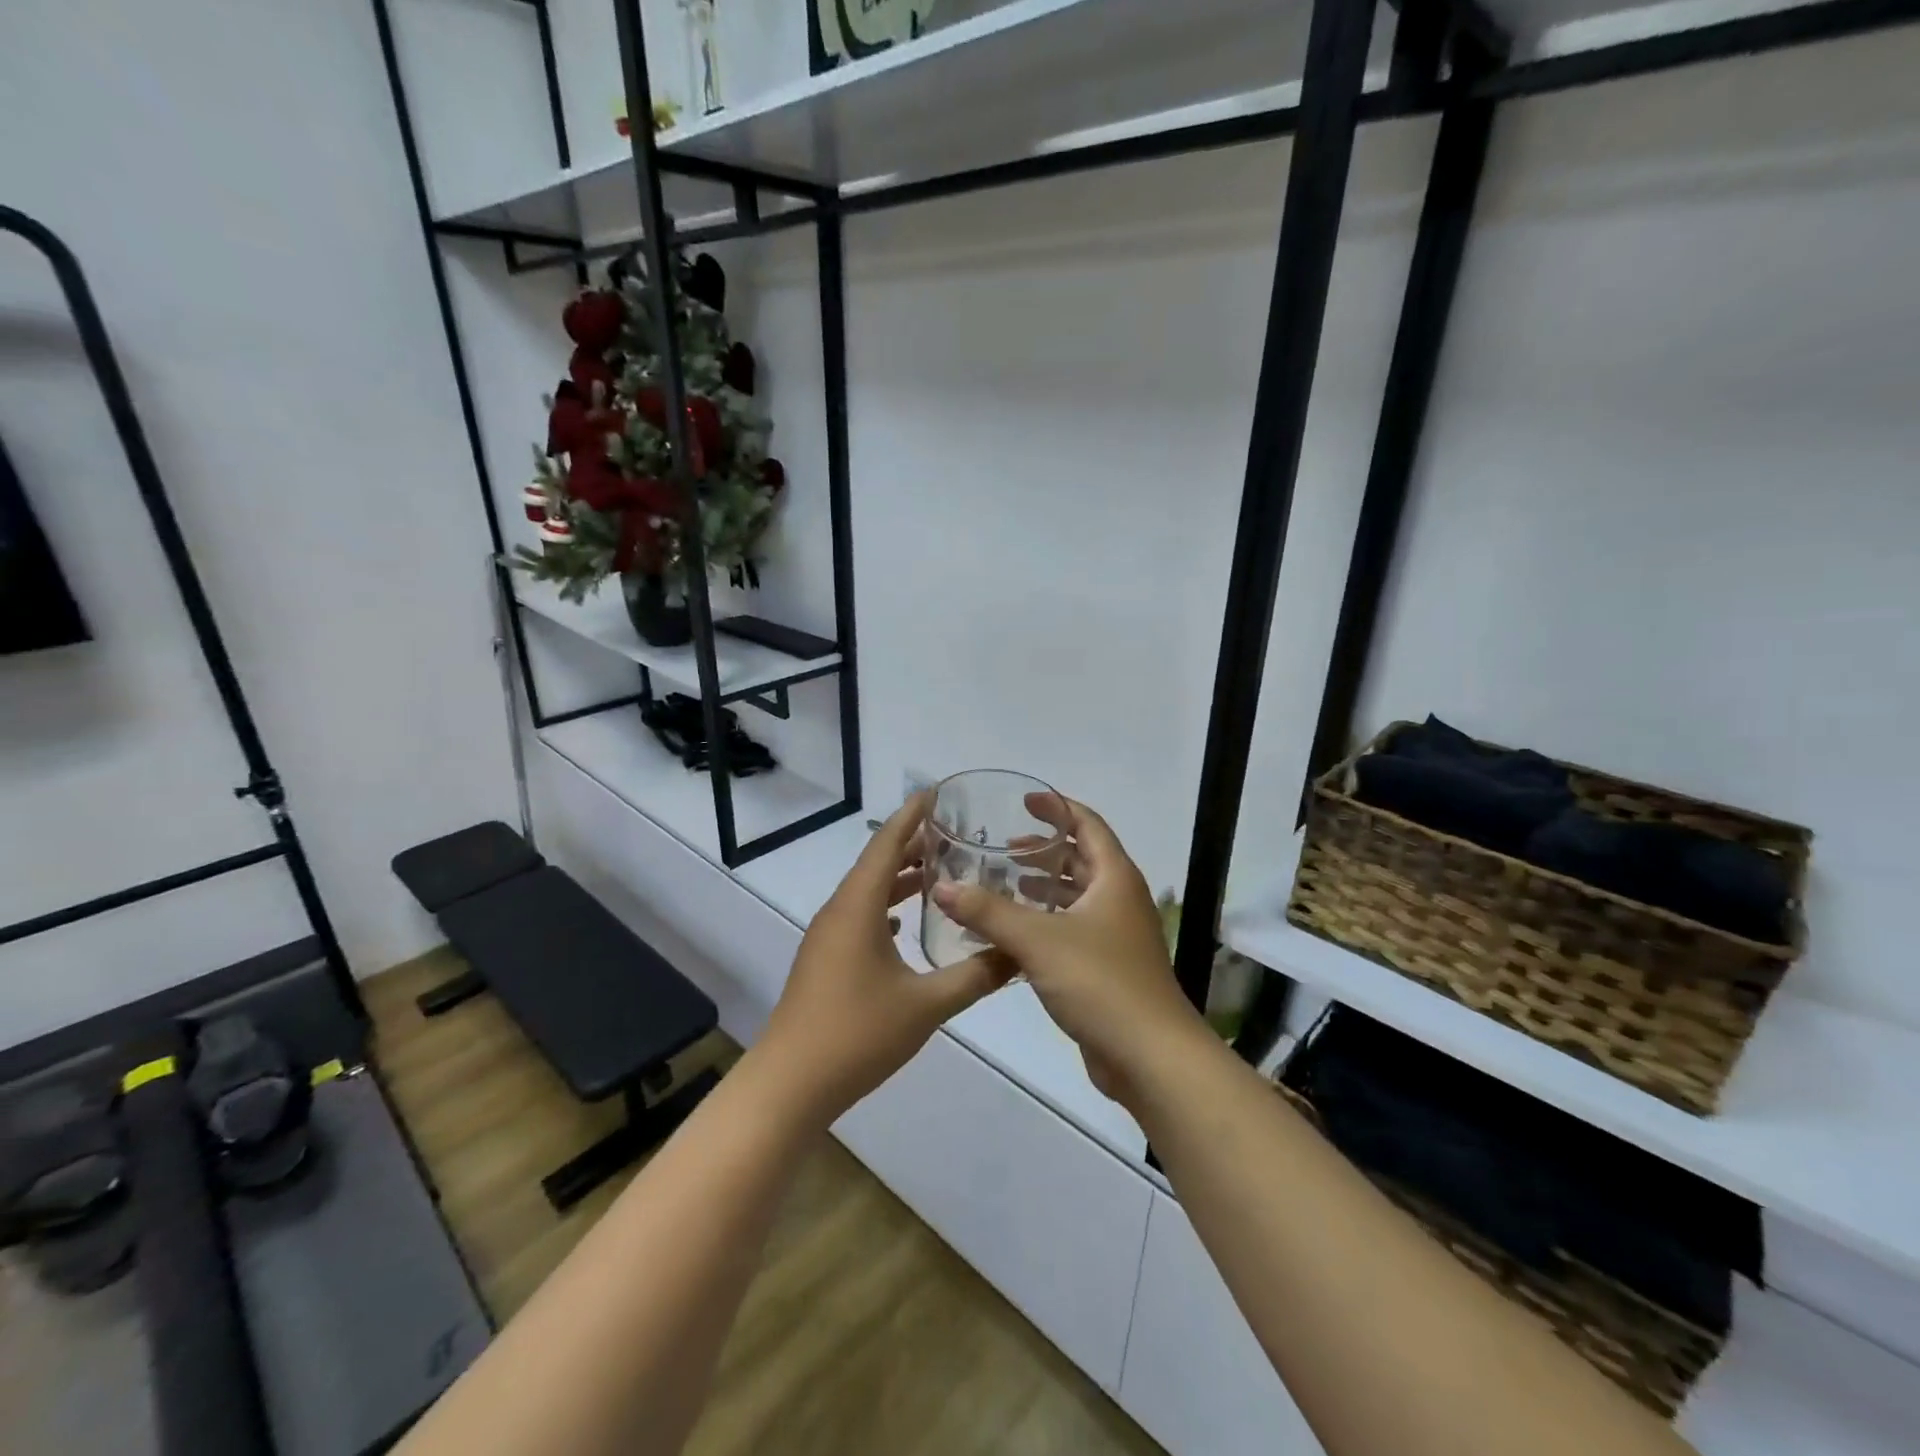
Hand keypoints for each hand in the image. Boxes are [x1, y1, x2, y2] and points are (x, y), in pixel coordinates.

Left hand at [754, 793, 1013, 1125]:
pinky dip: (887, 908)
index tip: (936, 791)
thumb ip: (975, 975)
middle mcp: (840, 911)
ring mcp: (828, 937)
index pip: (887, 843)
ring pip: (868, 892)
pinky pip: (860, 917)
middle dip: (913, 844)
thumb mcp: (926, 1005)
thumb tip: (1018, 954)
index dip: (912, 814)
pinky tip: (906, 924)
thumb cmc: (857, 1034)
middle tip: (955, 833)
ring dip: (900, 878)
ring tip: (939, 872)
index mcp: (859, 906)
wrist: (790, 1084)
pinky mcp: (826, 960)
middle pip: (878, 863)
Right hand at [930, 797, 1207, 1106]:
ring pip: (1075, 897)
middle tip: (1001, 849)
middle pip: (1081, 860)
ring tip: (1001, 885)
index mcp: (1114, 878)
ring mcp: (1115, 935)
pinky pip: (1071, 930)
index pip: (1087, 825)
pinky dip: (1044, 922)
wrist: (1149, 1056)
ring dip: (1042, 888)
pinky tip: (1012, 934)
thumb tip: (942, 887)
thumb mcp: (1037, 940)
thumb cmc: (1100, 982)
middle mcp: (1118, 899)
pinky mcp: (1106, 967)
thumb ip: (987, 911)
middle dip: (1043, 851)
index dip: (1057, 808)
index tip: (1024, 802)